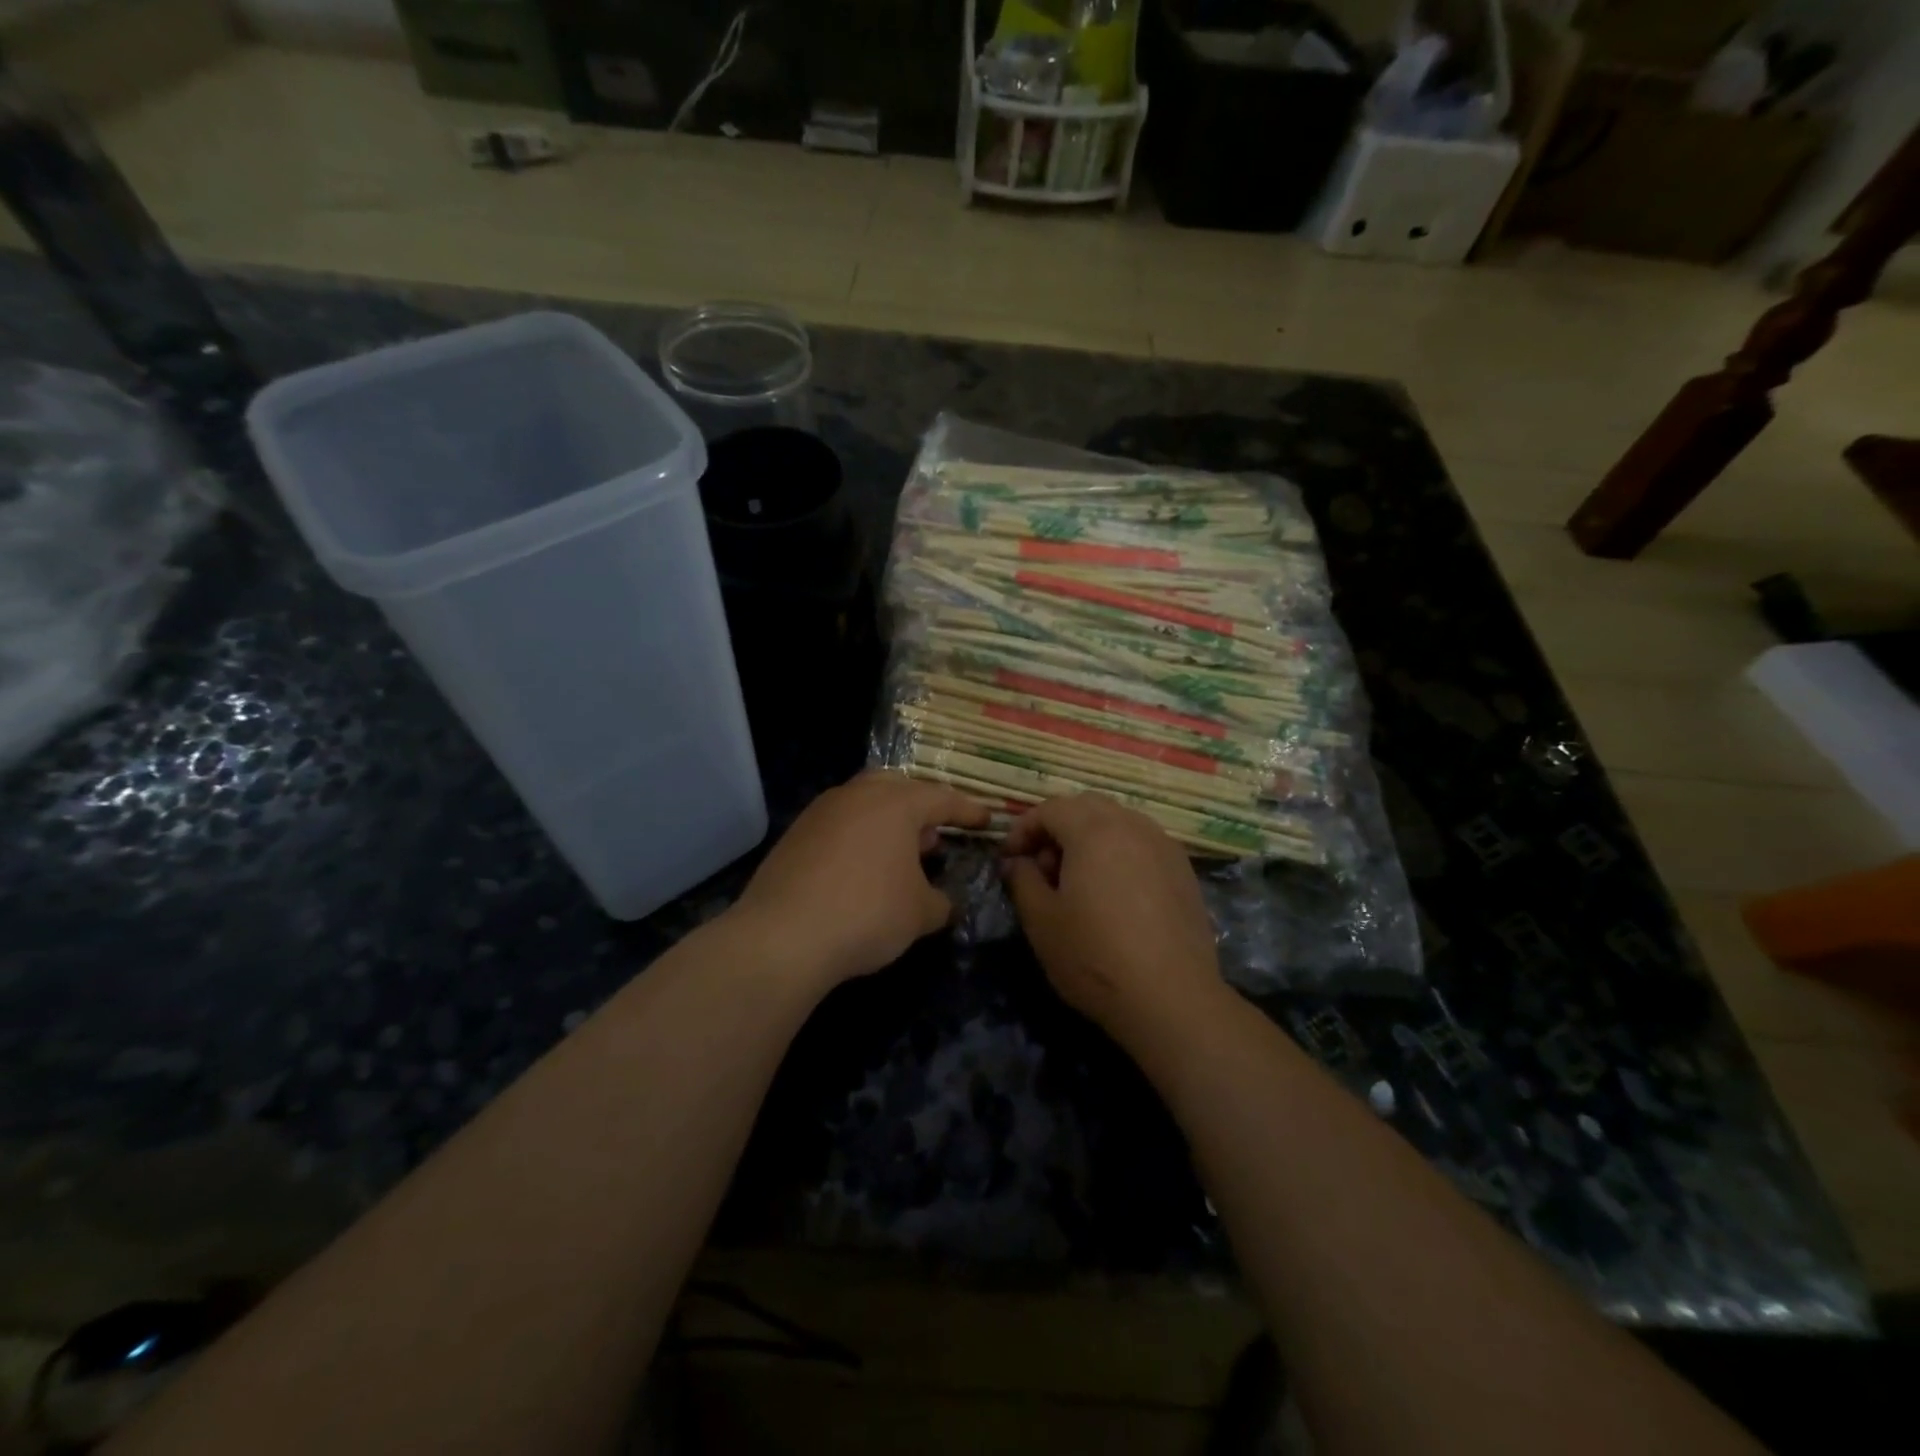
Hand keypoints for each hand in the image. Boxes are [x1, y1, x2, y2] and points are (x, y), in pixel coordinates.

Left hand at [730, 770, 989, 991]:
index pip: (942, 799)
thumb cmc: (867, 913)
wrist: (783, 935)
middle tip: (935, 832)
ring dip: (887, 821)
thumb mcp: (920, 914)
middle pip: (897, 788)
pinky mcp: (795, 834)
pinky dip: (858, 837)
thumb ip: (941, 902)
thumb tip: (945, 903)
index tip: (986, 819)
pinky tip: (861, 868)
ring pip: (864, 803)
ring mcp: (821, 811)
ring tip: (900, 852)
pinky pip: (838, 824)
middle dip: (920, 807)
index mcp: (896, 803)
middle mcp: (857, 795)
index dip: (968, 811)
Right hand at [1001, 794, 1227, 1042]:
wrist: (1172, 999)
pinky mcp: (1184, 871)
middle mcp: (1133, 826)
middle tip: (1043, 867)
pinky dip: (1120, 854)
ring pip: (1119, 822)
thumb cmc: (1095, 957)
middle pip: (1088, 807)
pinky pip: (1143, 844)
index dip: (1024, 828)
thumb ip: (1022, 880)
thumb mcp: (1041, 921)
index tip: (1010, 859)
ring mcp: (1164, 847)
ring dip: (1091, 838)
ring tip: (1078, 882)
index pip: (1051, 808)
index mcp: (1094, 831)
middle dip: (1058, 828)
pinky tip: (1114, 894)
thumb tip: (1017, 862)